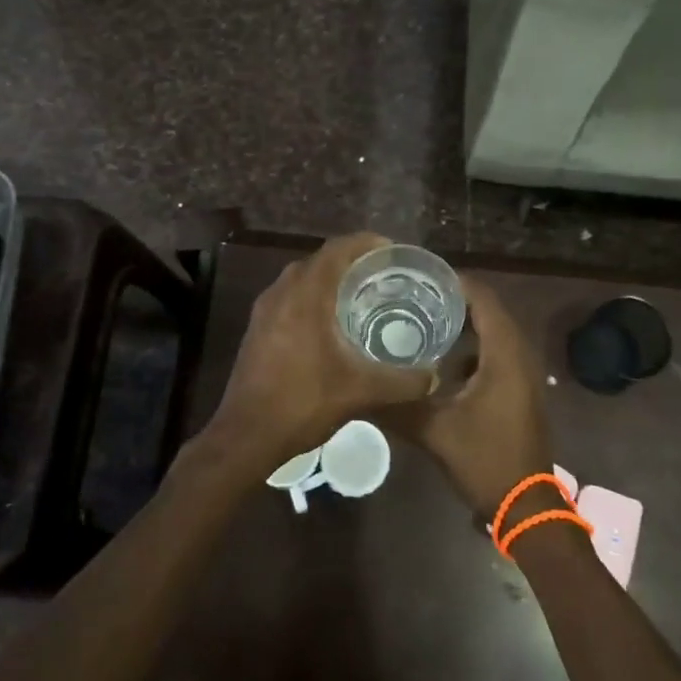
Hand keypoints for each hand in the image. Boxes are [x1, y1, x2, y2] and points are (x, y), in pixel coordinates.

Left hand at [204, 233, 434, 469]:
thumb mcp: (361, 392)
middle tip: (384, 274)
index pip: (338, 249)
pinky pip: (289, 297)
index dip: (367, 243)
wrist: (246, 437)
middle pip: (321, 260)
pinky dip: (313, 298)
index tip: (393, 251)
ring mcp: (265, 310)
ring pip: (302, 279)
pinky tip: (331, 324)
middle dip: (352, 261)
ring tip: (361, 295)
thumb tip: (434, 376)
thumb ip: (402, 381)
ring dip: (330, 279)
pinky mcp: (257, 329)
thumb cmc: (303, 403)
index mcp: (306, 295)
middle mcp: (282, 292)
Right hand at [398, 277, 552, 517]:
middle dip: (453, 301)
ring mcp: (522, 373)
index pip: (483, 299)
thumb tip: (357, 390)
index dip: (454, 283)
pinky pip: (495, 353)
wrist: (526, 506)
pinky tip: (440, 360)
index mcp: (504, 354)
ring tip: (421, 320)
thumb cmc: (485, 460)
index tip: (419, 276)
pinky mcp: (519, 389)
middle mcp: (519, 355)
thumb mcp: (435, 432)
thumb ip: (397, 407)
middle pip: (488, 311)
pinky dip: (471, 348)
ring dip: (462, 325)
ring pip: (492, 334)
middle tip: (413, 295)